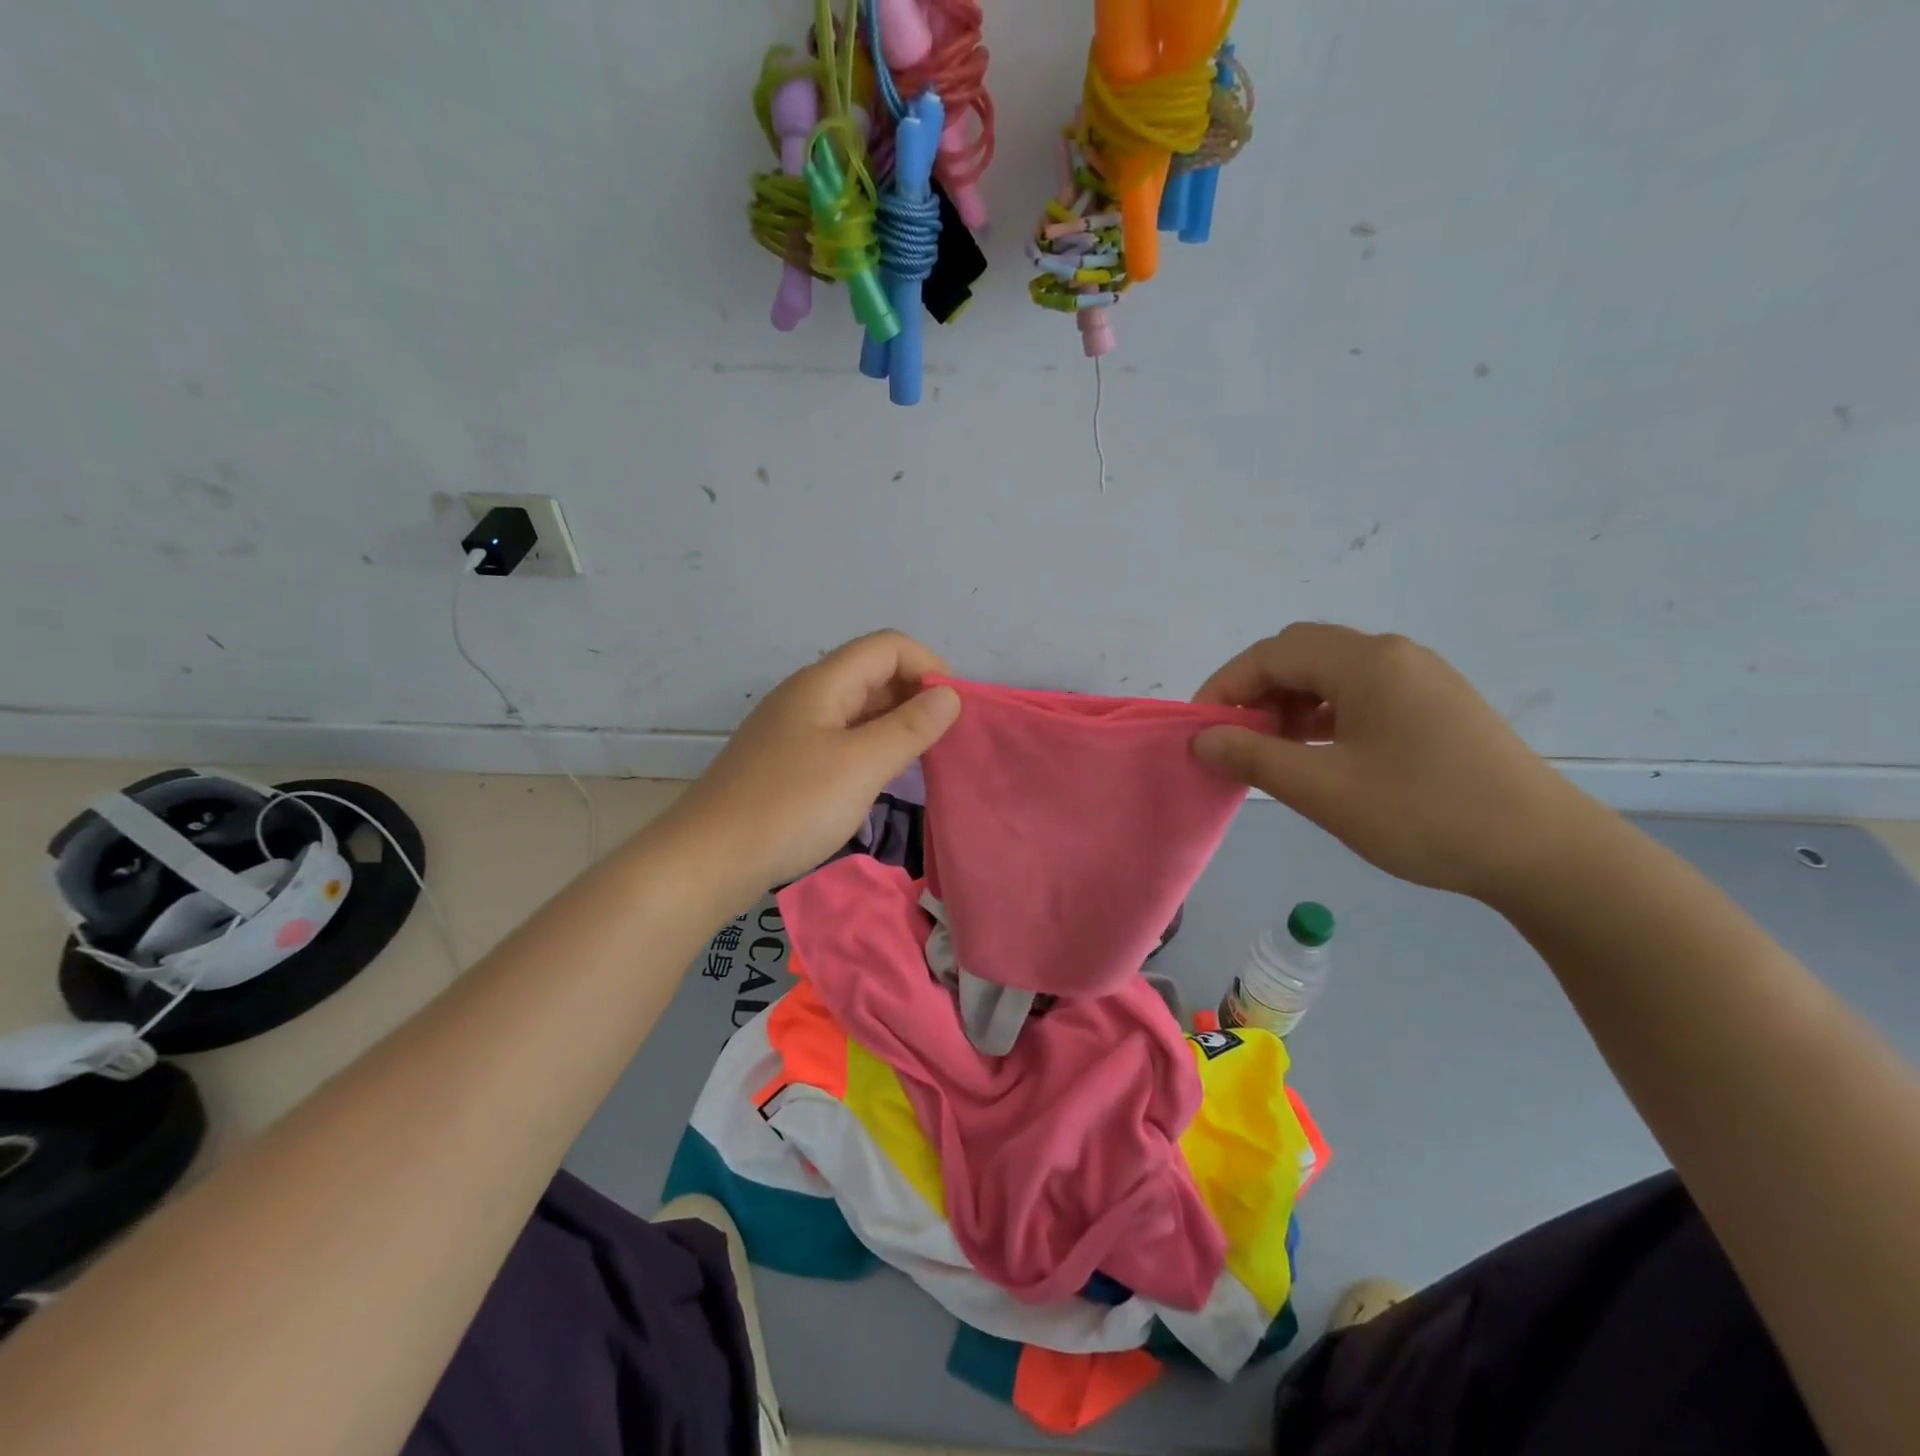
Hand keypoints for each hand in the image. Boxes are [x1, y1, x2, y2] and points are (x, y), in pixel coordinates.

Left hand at [668, 630, 960, 891]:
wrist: (708, 859)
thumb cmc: (791, 806)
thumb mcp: (861, 765)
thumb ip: (910, 727)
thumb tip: (950, 696)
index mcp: (823, 682)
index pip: (889, 646)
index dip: (929, 667)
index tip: (955, 711)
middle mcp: (807, 695)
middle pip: (873, 672)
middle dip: (916, 695)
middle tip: (946, 740)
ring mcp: (793, 729)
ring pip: (857, 708)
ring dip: (895, 723)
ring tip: (922, 759)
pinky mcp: (786, 761)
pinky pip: (841, 737)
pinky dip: (871, 746)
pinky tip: (881, 778)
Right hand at [1190, 624, 1598, 902]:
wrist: (1543, 852)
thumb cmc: (1423, 813)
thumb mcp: (1324, 789)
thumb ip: (1253, 757)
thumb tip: (1202, 739)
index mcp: (1365, 662)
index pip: (1271, 654)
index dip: (1225, 686)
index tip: (1200, 730)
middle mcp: (1392, 655)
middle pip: (1300, 654)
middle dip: (1256, 692)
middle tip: (1236, 740)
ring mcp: (1421, 678)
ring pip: (1331, 674)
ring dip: (1289, 704)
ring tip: (1274, 752)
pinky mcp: (1437, 705)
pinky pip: (1362, 694)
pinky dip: (1325, 715)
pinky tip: (1320, 753)